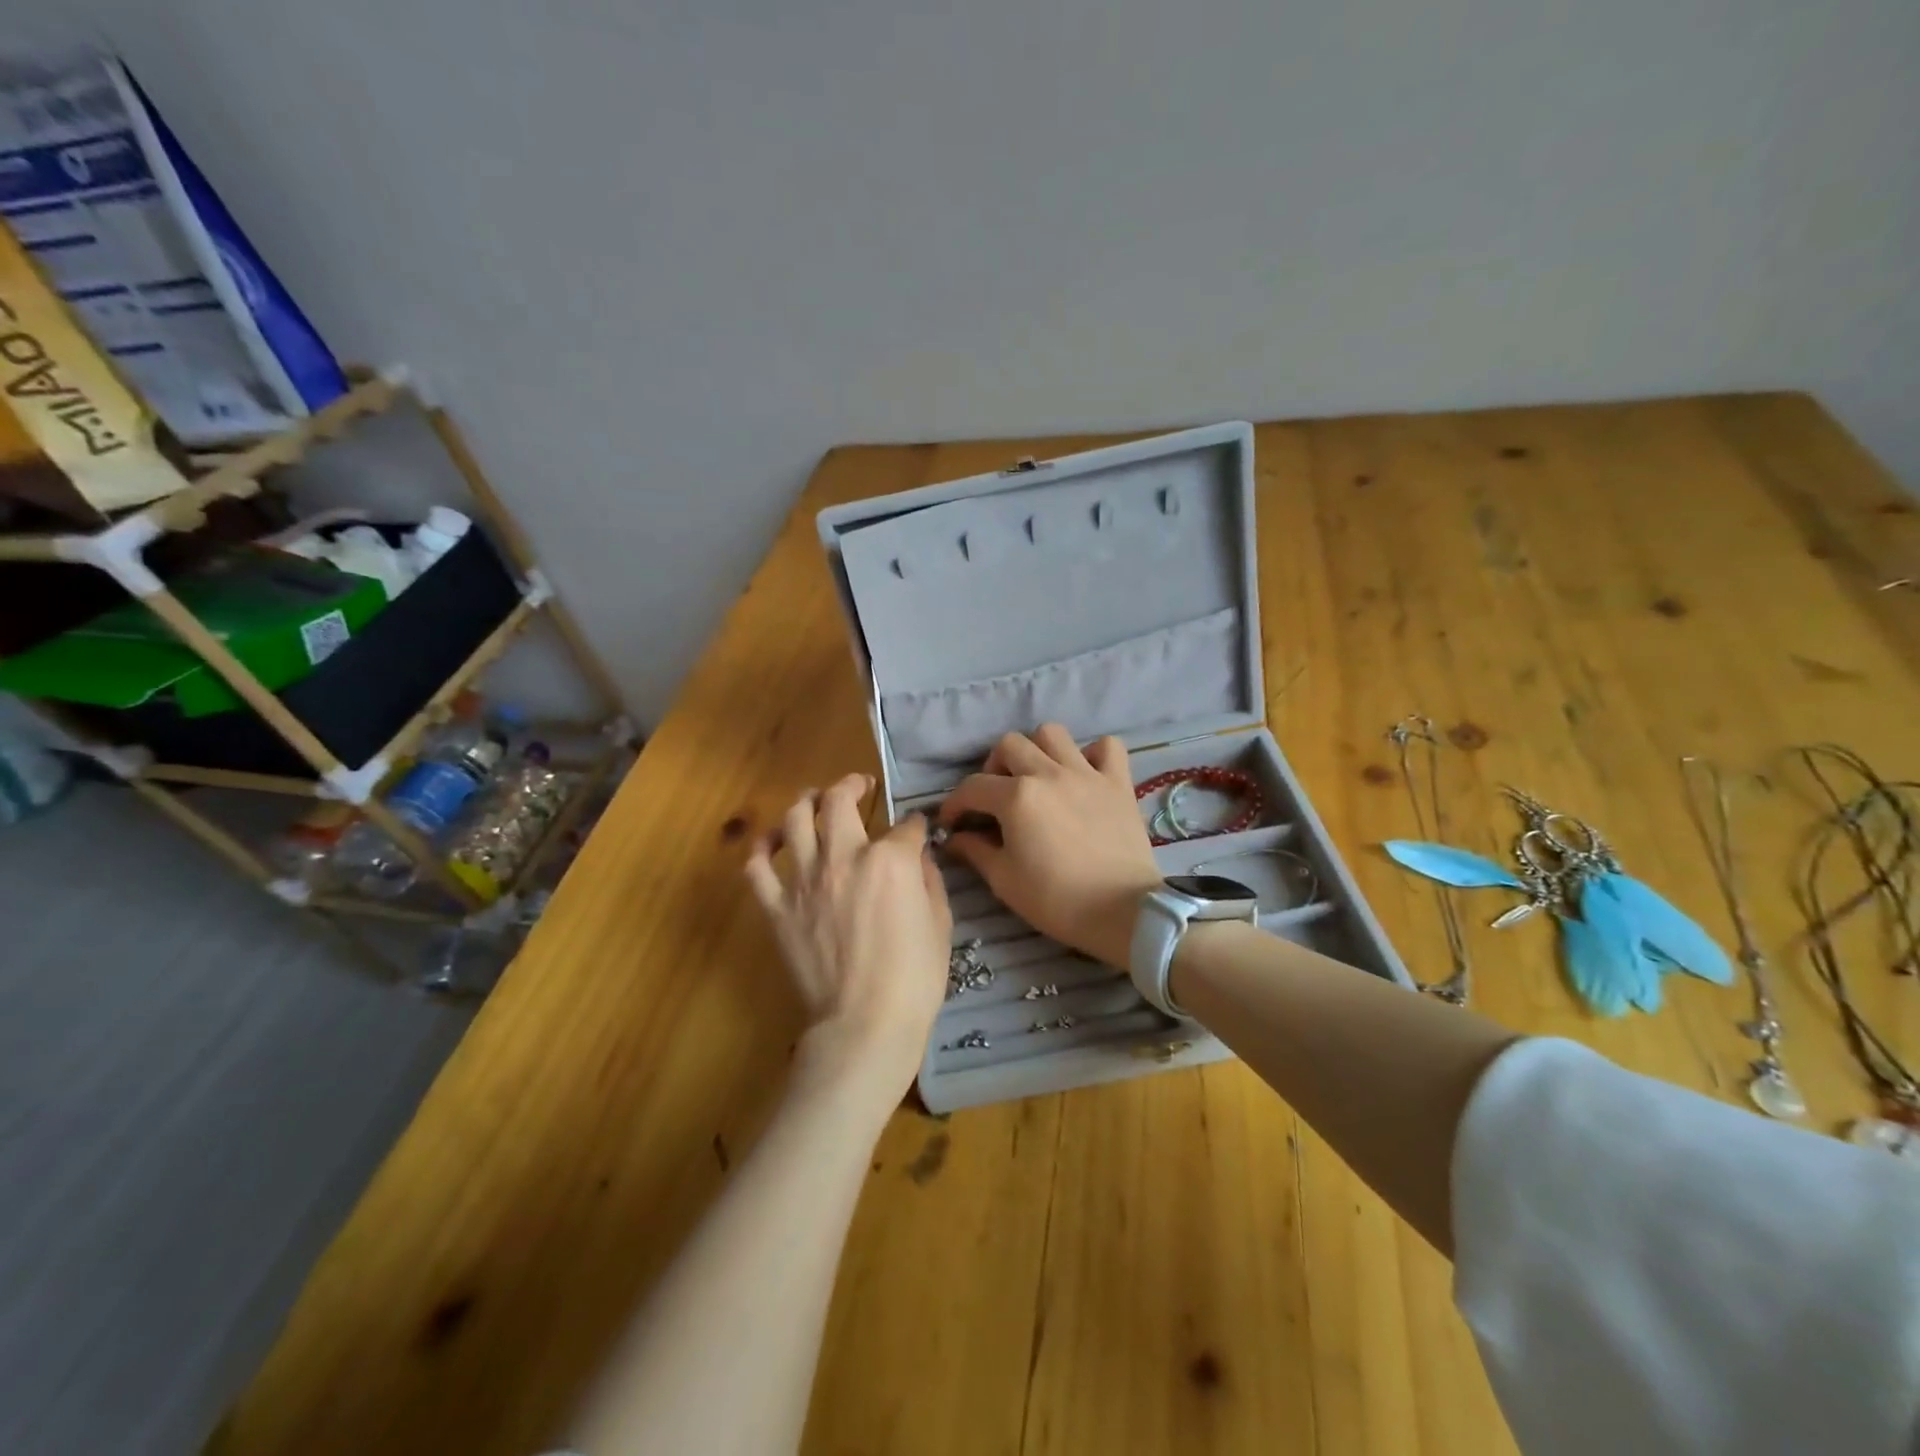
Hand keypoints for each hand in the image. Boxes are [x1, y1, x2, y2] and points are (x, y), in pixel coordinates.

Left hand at [746, 774, 951, 1098]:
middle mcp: (844, 857)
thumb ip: (929, 880)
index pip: (905, 827)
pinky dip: (762, 848)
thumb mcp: (940, 924)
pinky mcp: (778, 908)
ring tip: (813, 798)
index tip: (918, 831)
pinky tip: (772, 842)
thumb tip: (918, 856)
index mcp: (890, 860)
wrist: (864, 1026)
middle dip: (851, 784)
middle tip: (858, 784)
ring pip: (795, 819)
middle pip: (839, 802)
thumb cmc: (914, 979)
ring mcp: (805, 881)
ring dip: (806, 801)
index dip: (915, 826)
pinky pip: (758, 868)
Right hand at [938, 726, 1161, 968]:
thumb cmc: (1056, 901)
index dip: (954, 804)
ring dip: (1037, 750)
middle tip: (996, 797)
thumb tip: (955, 838)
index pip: (972, 787)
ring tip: (1036, 777)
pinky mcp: (1119, 782)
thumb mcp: (1004, 881)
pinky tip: (1084, 775)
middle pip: (1009, 745)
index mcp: (1016, 797)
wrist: (1122, 912)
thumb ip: (975, 851)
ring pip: (1052, 734)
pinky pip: (1106, 747)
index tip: (952, 822)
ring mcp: (1087, 774)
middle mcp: (1049, 773)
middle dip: (993, 768)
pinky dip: (1093, 754)